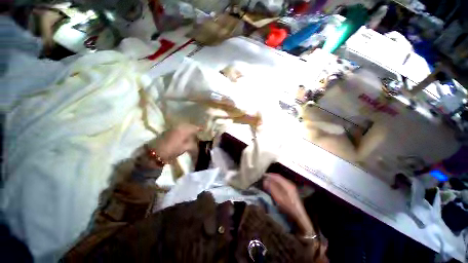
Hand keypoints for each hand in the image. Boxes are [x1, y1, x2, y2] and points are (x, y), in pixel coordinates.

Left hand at [148, 123, 199, 161]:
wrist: (155, 152)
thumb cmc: (172, 150)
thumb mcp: (185, 148)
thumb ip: (192, 144)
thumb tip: (197, 142)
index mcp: (183, 130)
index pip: (194, 127)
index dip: (200, 128)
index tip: (204, 129)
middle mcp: (178, 126)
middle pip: (189, 125)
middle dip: (194, 128)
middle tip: (199, 132)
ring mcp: (173, 128)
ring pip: (184, 126)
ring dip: (189, 129)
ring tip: (193, 134)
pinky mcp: (168, 130)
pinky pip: (179, 128)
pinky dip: (183, 130)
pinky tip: (185, 135)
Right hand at [263, 173, 301, 218]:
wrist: (298, 214)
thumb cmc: (288, 206)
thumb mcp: (278, 197)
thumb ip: (272, 188)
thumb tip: (265, 181)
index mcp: (287, 184)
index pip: (277, 176)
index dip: (270, 175)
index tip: (263, 175)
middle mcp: (290, 183)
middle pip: (279, 178)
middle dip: (271, 177)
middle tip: (264, 178)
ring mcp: (291, 187)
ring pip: (280, 181)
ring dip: (273, 180)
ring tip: (267, 182)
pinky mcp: (291, 190)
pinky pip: (282, 184)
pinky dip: (276, 184)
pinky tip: (273, 186)